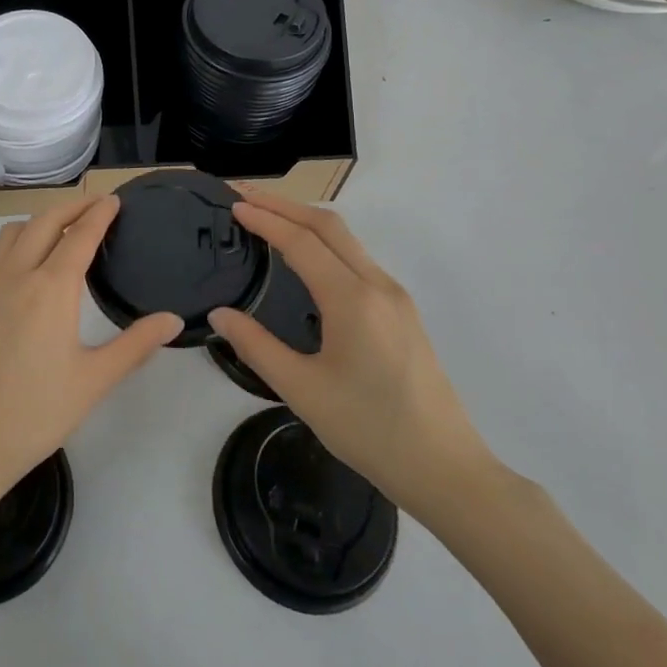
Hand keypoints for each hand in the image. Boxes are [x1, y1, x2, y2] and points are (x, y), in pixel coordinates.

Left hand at [0, 196, 182, 511]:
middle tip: (93, 204)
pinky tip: (17, 269)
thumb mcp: (94, 381)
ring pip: (11, 233)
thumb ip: (135, 345)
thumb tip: (173, 319)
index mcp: (51, 288)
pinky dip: (10, 247)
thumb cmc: (35, 414)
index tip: (113, 200)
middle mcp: (15, 274)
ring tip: (57, 231)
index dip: (99, 214)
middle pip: (44, 222)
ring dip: (38, 222)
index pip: (80, 235)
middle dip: (71, 207)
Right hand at [207, 191, 495, 521]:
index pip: (301, 242)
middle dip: (285, 204)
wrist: (447, 470)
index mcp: (352, 299)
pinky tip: (306, 257)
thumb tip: (219, 314)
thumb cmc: (370, 430)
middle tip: (245, 196)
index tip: (233, 205)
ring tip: (268, 218)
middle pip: (328, 225)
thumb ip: (256, 346)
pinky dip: (325, 243)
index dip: (265, 219)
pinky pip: (358, 259)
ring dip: (305, 220)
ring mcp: (396, 297)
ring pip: (347, 240)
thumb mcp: (302, 391)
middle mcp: (378, 285)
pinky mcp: (403, 312)